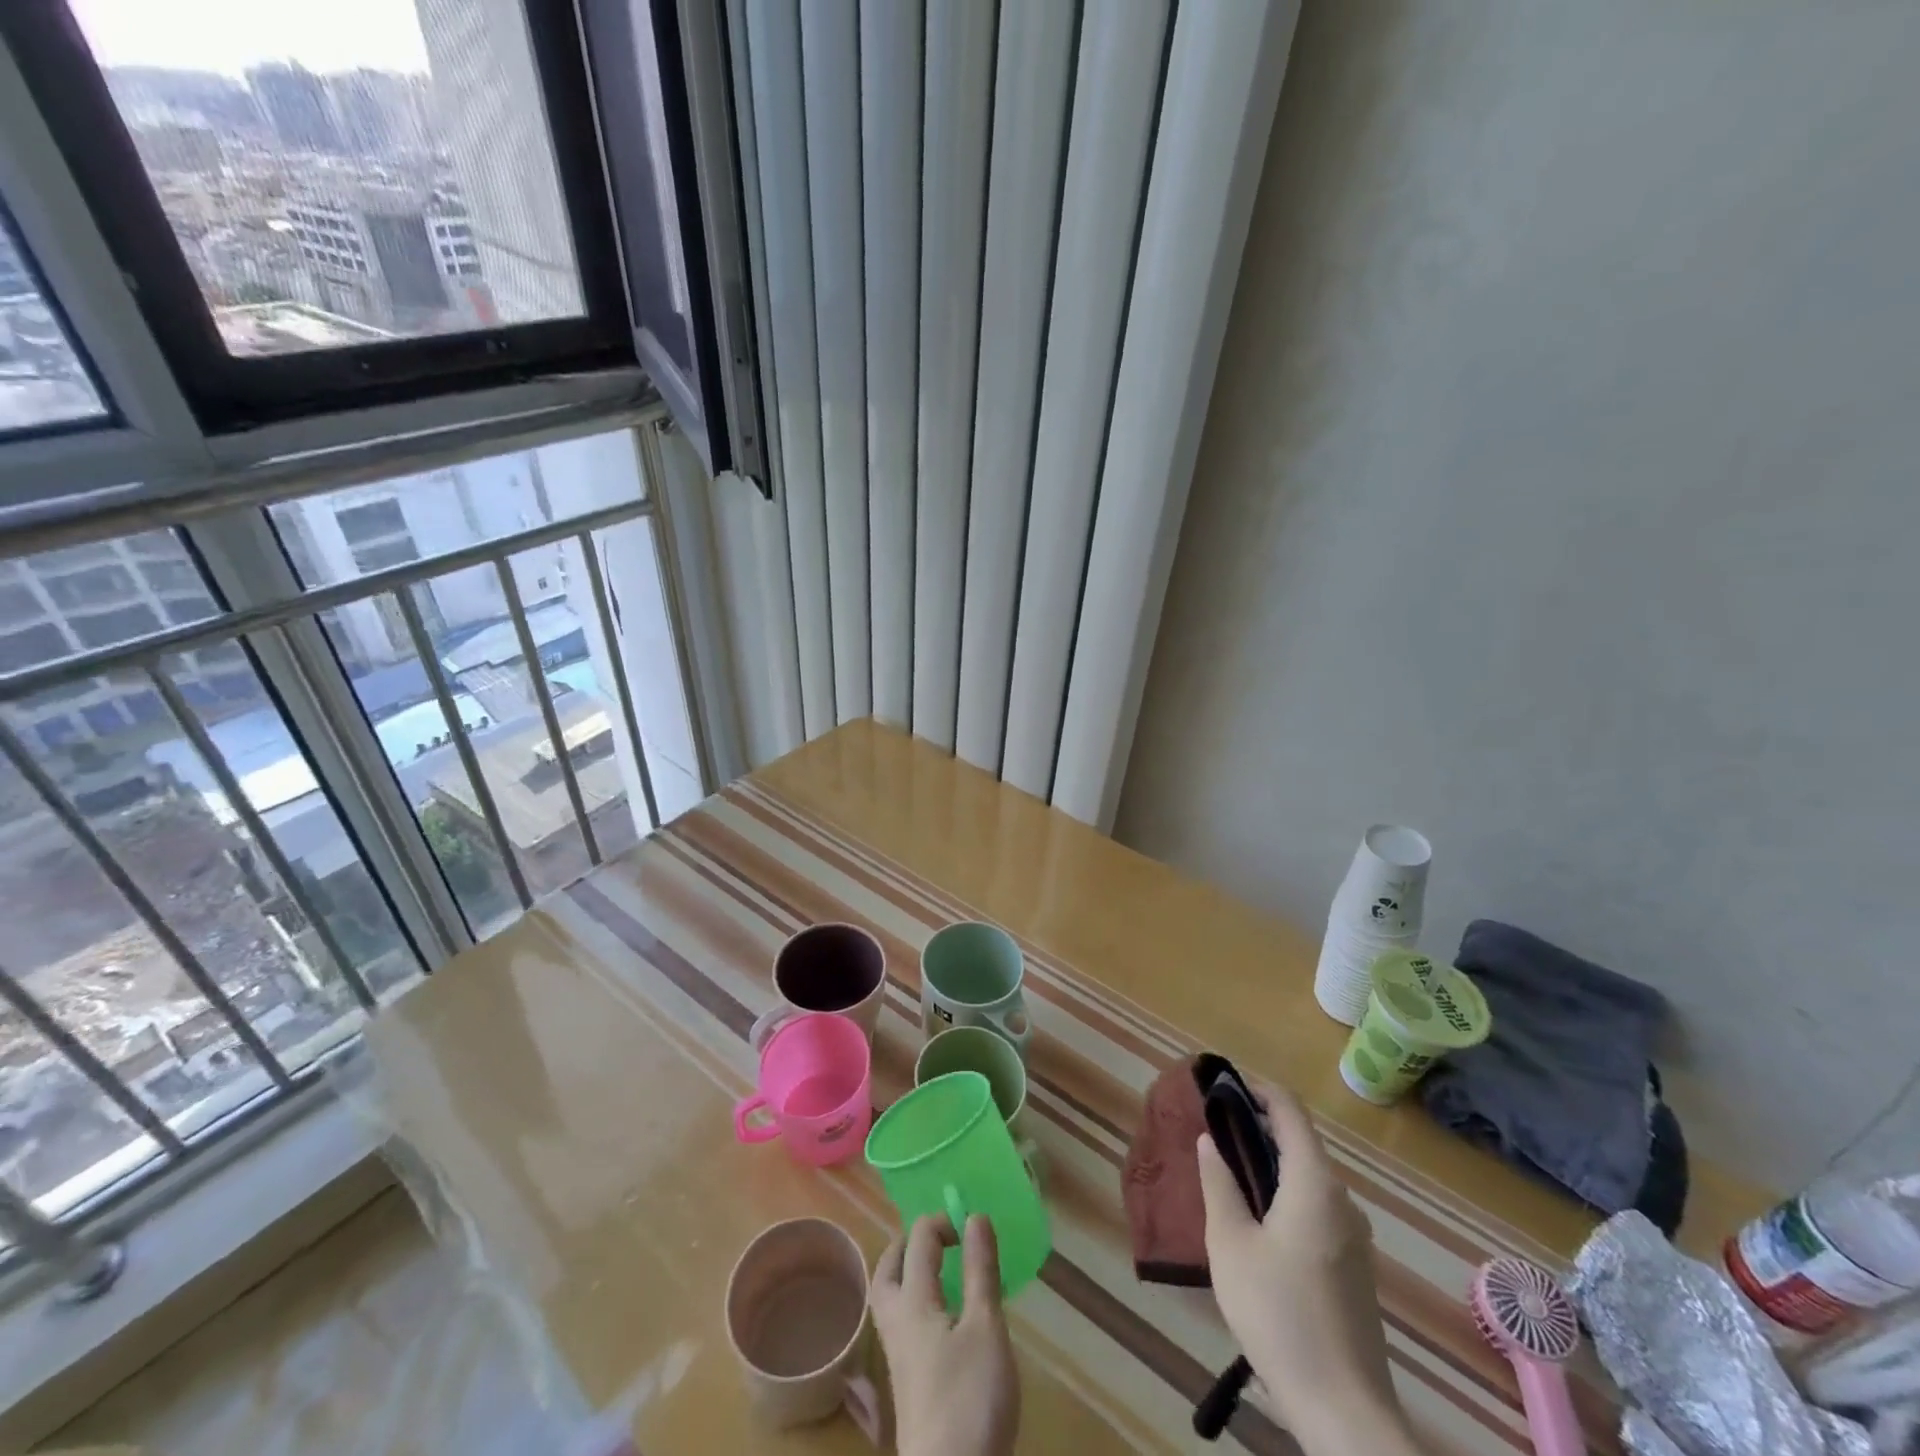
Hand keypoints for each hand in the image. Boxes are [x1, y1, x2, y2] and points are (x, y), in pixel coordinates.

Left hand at [872, 1214, 1020, 1455]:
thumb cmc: (970, 1398)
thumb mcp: (986, 1327)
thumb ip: (980, 1270)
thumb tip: (975, 1216)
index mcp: (913, 1301)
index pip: (918, 1241)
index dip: (944, 1222)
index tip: (974, 1227)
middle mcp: (896, 1322)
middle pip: (888, 1268)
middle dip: (909, 1243)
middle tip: (940, 1238)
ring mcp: (897, 1356)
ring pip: (890, 1298)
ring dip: (907, 1273)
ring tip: (939, 1270)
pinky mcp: (906, 1383)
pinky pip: (901, 1323)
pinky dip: (915, 1302)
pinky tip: (942, 1318)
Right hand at [1196, 1080, 1419, 1454]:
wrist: (1344, 1411)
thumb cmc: (1278, 1314)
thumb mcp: (1230, 1244)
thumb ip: (1219, 1183)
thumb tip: (1210, 1140)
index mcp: (1314, 1184)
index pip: (1289, 1111)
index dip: (1257, 1089)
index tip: (1221, 1085)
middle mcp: (1342, 1200)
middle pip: (1301, 1142)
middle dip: (1258, 1126)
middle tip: (1214, 1129)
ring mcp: (1356, 1236)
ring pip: (1310, 1178)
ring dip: (1272, 1163)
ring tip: (1230, 1173)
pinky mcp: (1357, 1267)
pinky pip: (1319, 1208)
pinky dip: (1287, 1194)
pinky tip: (1260, 1223)